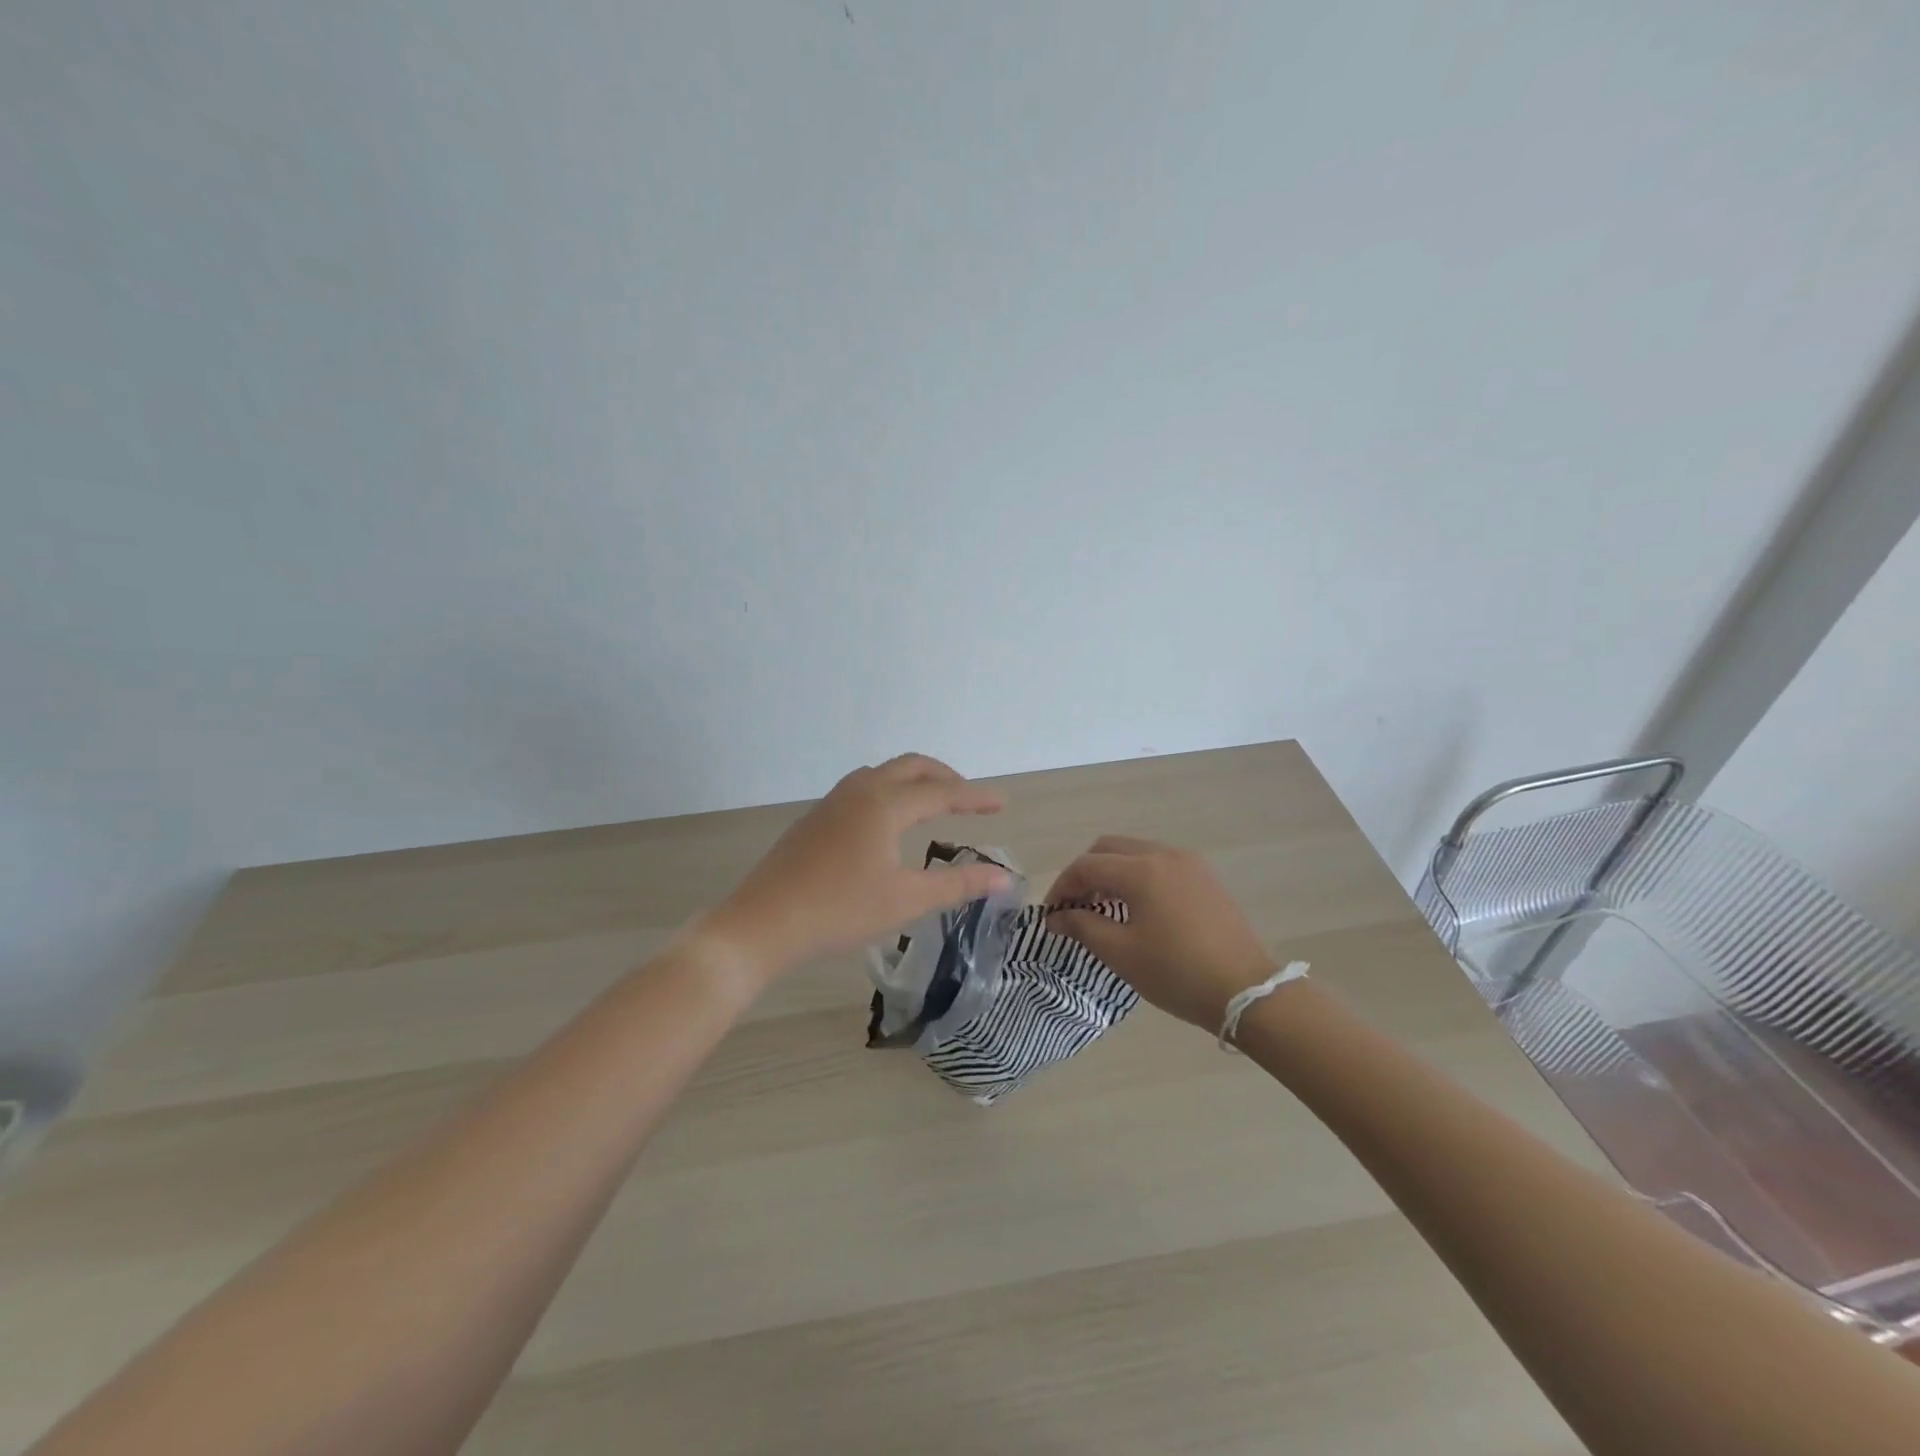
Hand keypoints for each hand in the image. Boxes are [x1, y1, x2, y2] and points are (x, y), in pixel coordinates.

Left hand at [698, 754, 1011, 977]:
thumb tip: (1004, 878)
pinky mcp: (815, 818)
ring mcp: (832, 802)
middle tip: (967, 798)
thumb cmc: (840, 911)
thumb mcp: (906, 900)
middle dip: (944, 776)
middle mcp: (860, 791)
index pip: (942, 792)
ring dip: (913, 779)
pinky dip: (888, 790)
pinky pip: (861, 787)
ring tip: (931, 803)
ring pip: (882, 773)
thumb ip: (958, 885)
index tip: (1002, 802)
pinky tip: (886, 822)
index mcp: (885, 804)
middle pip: (910, 766)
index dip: (975, 797)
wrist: (763, 922)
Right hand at [1045, 836, 1275, 1031]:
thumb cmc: (1176, 973)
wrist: (1246, 991)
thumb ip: (1082, 926)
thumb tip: (1056, 917)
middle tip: (1074, 906)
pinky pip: (1159, 863)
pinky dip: (1137, 876)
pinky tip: (1136, 907)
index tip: (1051, 915)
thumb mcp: (1121, 953)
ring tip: (1102, 907)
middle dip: (1085, 873)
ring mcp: (1189, 863)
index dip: (1062, 887)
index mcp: (1141, 870)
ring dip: (1111, 872)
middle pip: (1109, 848)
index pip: (1086, 866)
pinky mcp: (1205, 877)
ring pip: (1135, 852)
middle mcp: (1164, 854)